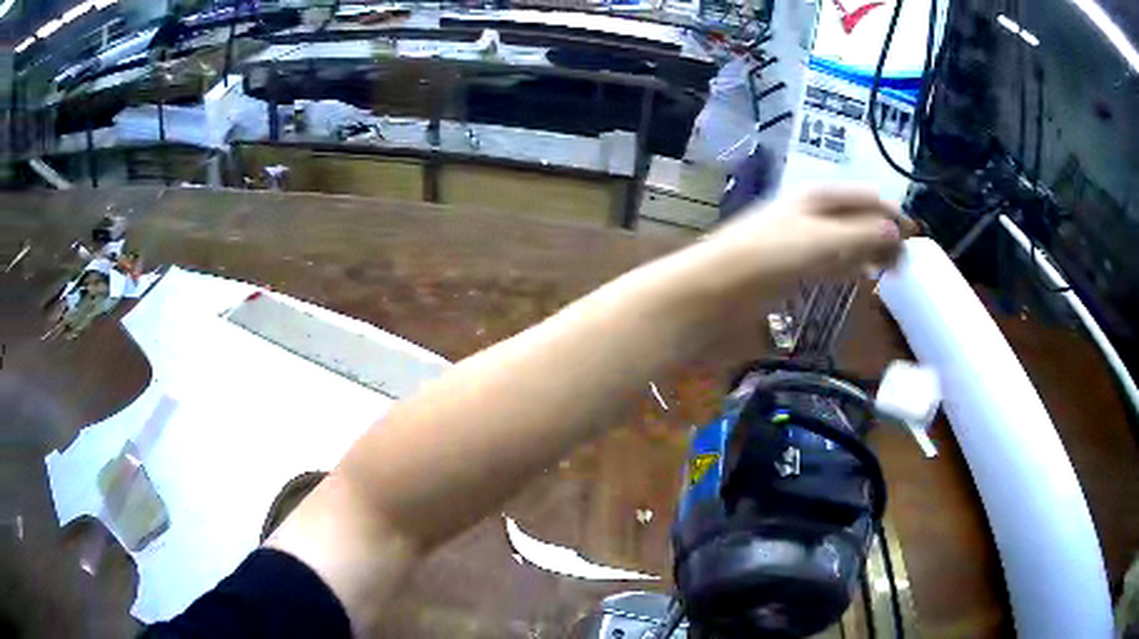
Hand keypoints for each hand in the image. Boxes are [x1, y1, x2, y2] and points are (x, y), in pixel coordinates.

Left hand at [712, 189, 913, 284]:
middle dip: (884, 234)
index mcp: (819, 196)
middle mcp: (810, 210)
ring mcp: (798, 237)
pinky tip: (857, 277)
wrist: (713, 289)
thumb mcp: (823, 241)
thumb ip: (863, 235)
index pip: (869, 198)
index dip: (895, 216)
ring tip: (890, 271)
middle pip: (858, 216)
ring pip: (845, 239)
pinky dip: (848, 266)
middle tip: (906, 264)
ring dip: (869, 251)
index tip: (918, 242)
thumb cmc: (769, 258)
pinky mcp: (788, 265)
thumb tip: (899, 234)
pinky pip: (829, 260)